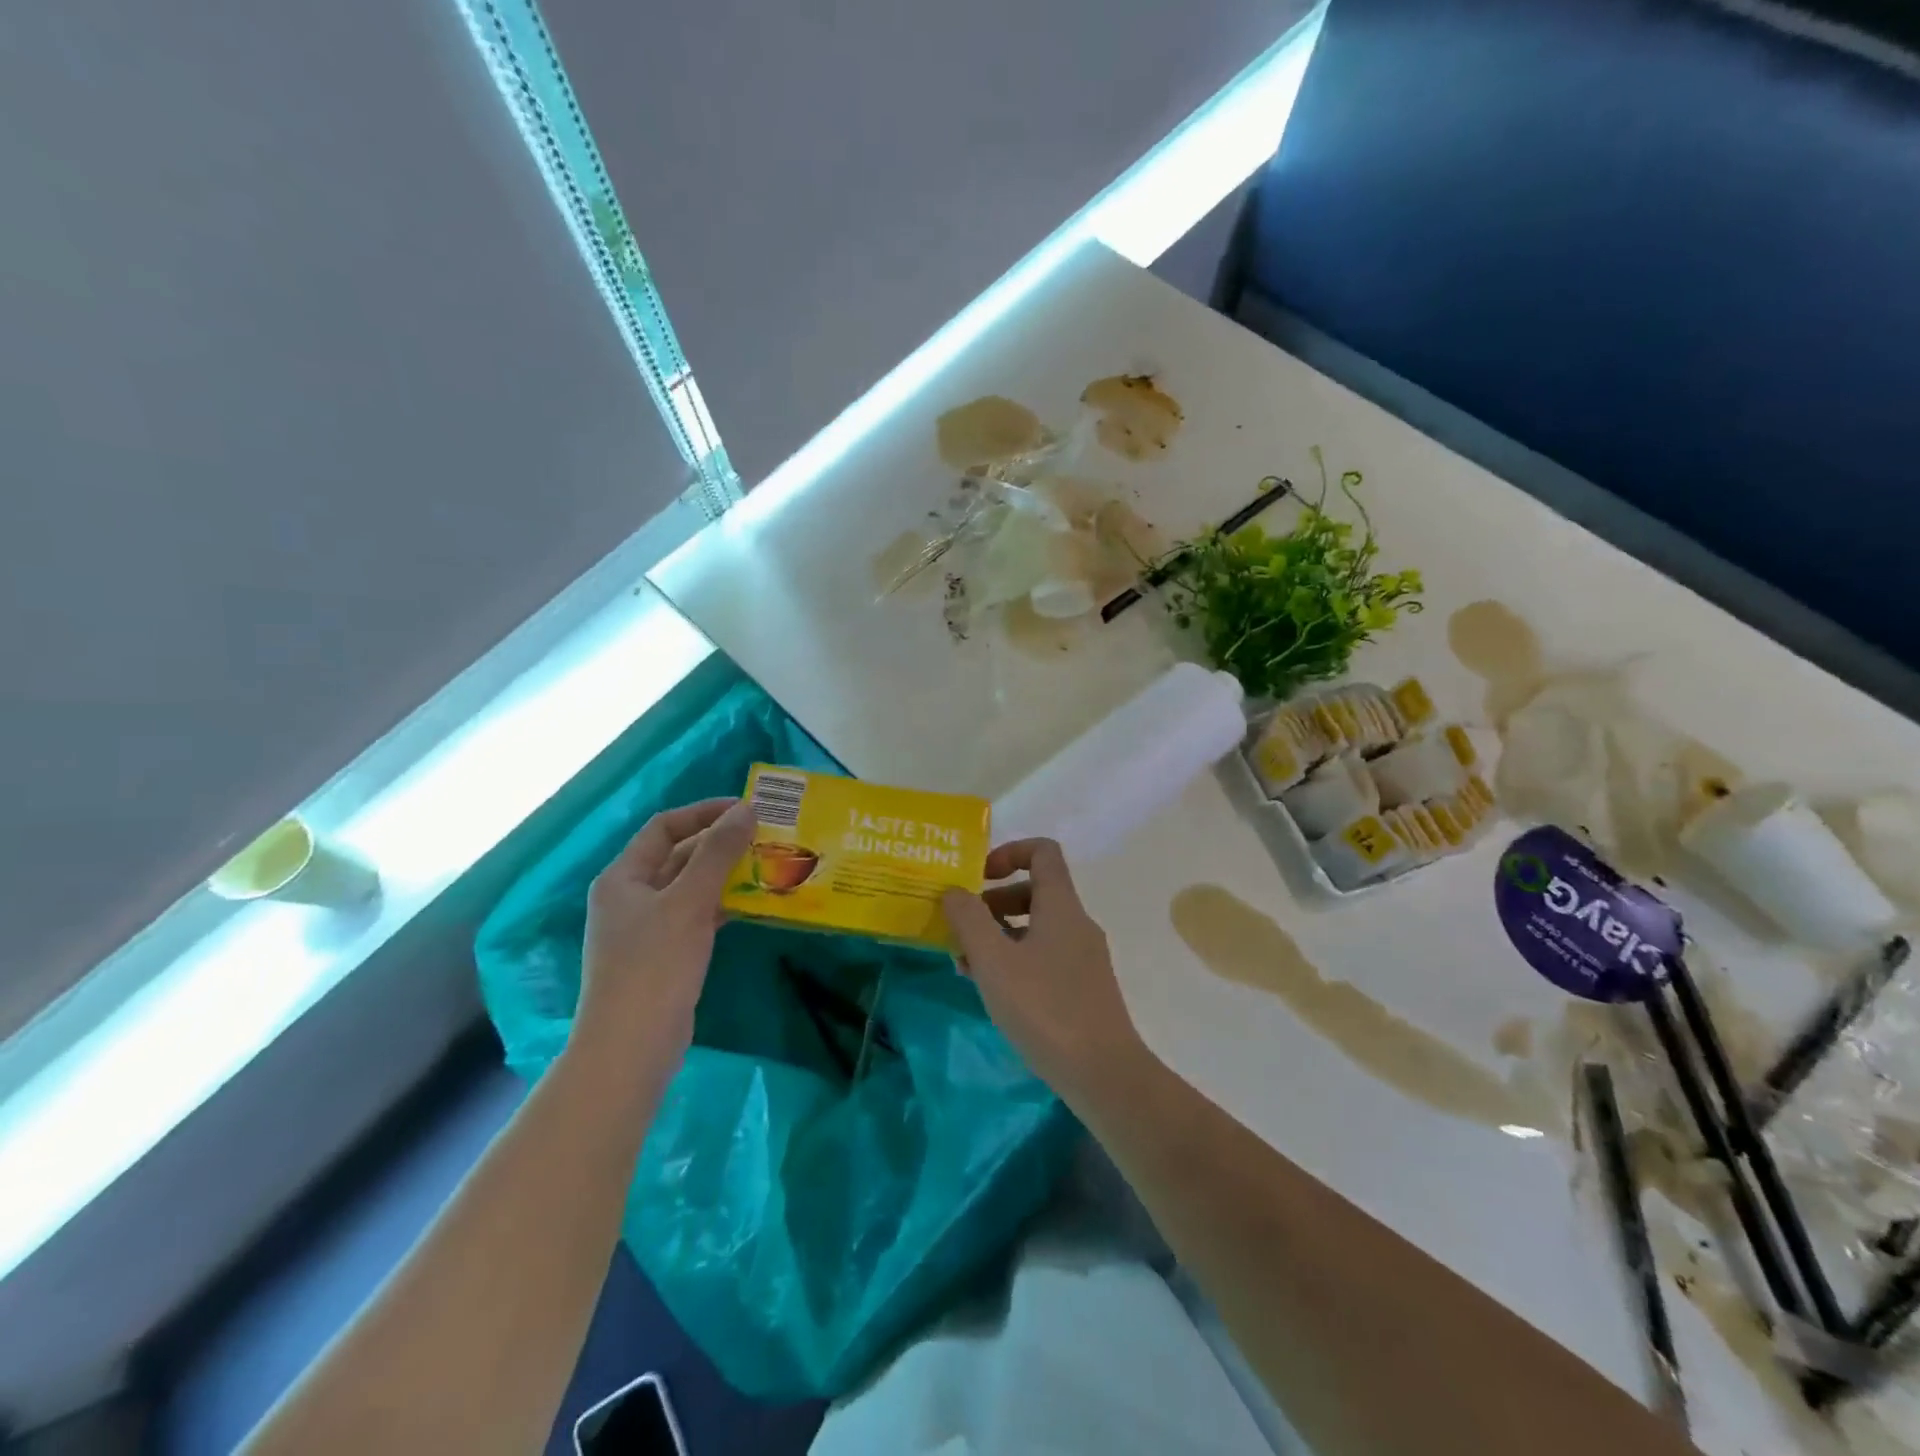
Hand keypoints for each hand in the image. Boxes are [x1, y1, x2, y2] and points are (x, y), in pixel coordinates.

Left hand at [573, 797, 753, 1072]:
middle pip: (678, 855)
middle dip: (720, 843)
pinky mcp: (665, 955)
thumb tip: (746, 809)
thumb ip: (718, 853)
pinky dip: (723, 904)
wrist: (631, 1047)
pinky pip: (697, 915)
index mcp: (623, 876)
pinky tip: (756, 903)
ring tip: (769, 864)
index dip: (704, 812)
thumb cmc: (655, 966)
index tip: (747, 809)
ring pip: (691, 887)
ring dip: (726, 874)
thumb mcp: (689, 902)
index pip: (665, 827)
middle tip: (766, 836)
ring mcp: (647, 928)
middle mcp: (631, 896)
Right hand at [942, 838, 1145, 1100]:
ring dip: (998, 936)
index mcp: (1061, 906)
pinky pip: (1044, 956)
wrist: (1103, 1073)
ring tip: (966, 966)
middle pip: (1034, 891)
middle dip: (993, 903)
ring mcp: (1083, 957)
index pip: (1042, 852)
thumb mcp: (993, 960)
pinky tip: (993, 991)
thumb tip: (955, 891)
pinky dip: (1015, 960)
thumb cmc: (1044, 1008)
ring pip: (1036, 928)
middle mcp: (1076, 923)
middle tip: (961, 930)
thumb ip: (969, 919)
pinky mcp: (1083, 987)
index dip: (1008, 853)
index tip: (977, 879)